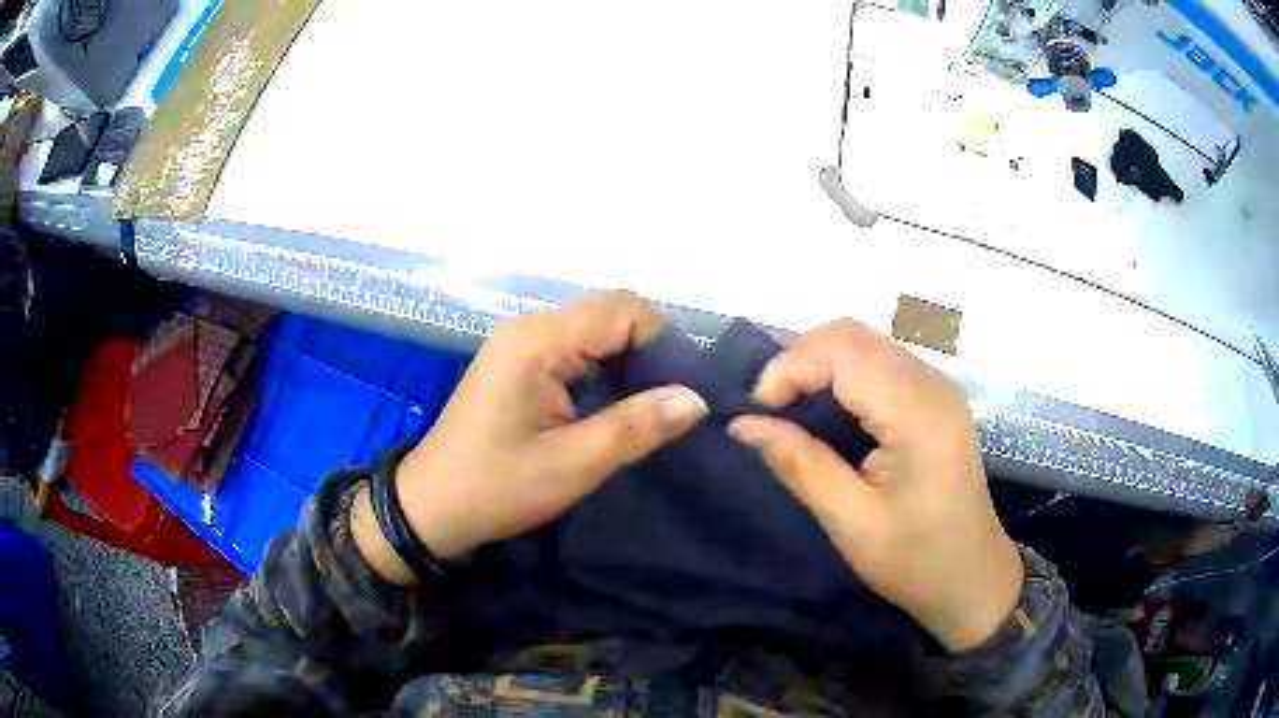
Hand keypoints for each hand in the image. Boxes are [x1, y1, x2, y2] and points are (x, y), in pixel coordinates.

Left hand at [353, 291, 707, 584]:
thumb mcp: (573, 464)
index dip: (662, 342)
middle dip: (649, 350)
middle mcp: (530, 327)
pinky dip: (604, 369)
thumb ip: (637, 426)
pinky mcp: (519, 364)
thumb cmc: (497, 487)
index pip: (622, 309)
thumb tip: (696, 398)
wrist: (431, 507)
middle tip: (671, 402)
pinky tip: (615, 405)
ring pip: (595, 330)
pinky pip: (576, 349)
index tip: (682, 390)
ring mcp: (521, 344)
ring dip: (628, 361)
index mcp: (538, 341)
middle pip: (609, 312)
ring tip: (650, 407)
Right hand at [728, 321, 1021, 652]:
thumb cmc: (915, 560)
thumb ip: (799, 464)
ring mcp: (937, 387)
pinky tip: (826, 412)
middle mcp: (932, 383)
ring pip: (864, 343)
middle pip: (853, 335)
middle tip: (769, 410)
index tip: (757, 413)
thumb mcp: (850, 521)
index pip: (843, 350)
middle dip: (799, 360)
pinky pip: (879, 363)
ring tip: (789, 410)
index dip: (790, 367)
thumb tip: (743, 425)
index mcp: (917, 411)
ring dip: (819, 365)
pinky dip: (841, 375)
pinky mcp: (935, 399)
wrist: (972, 579)